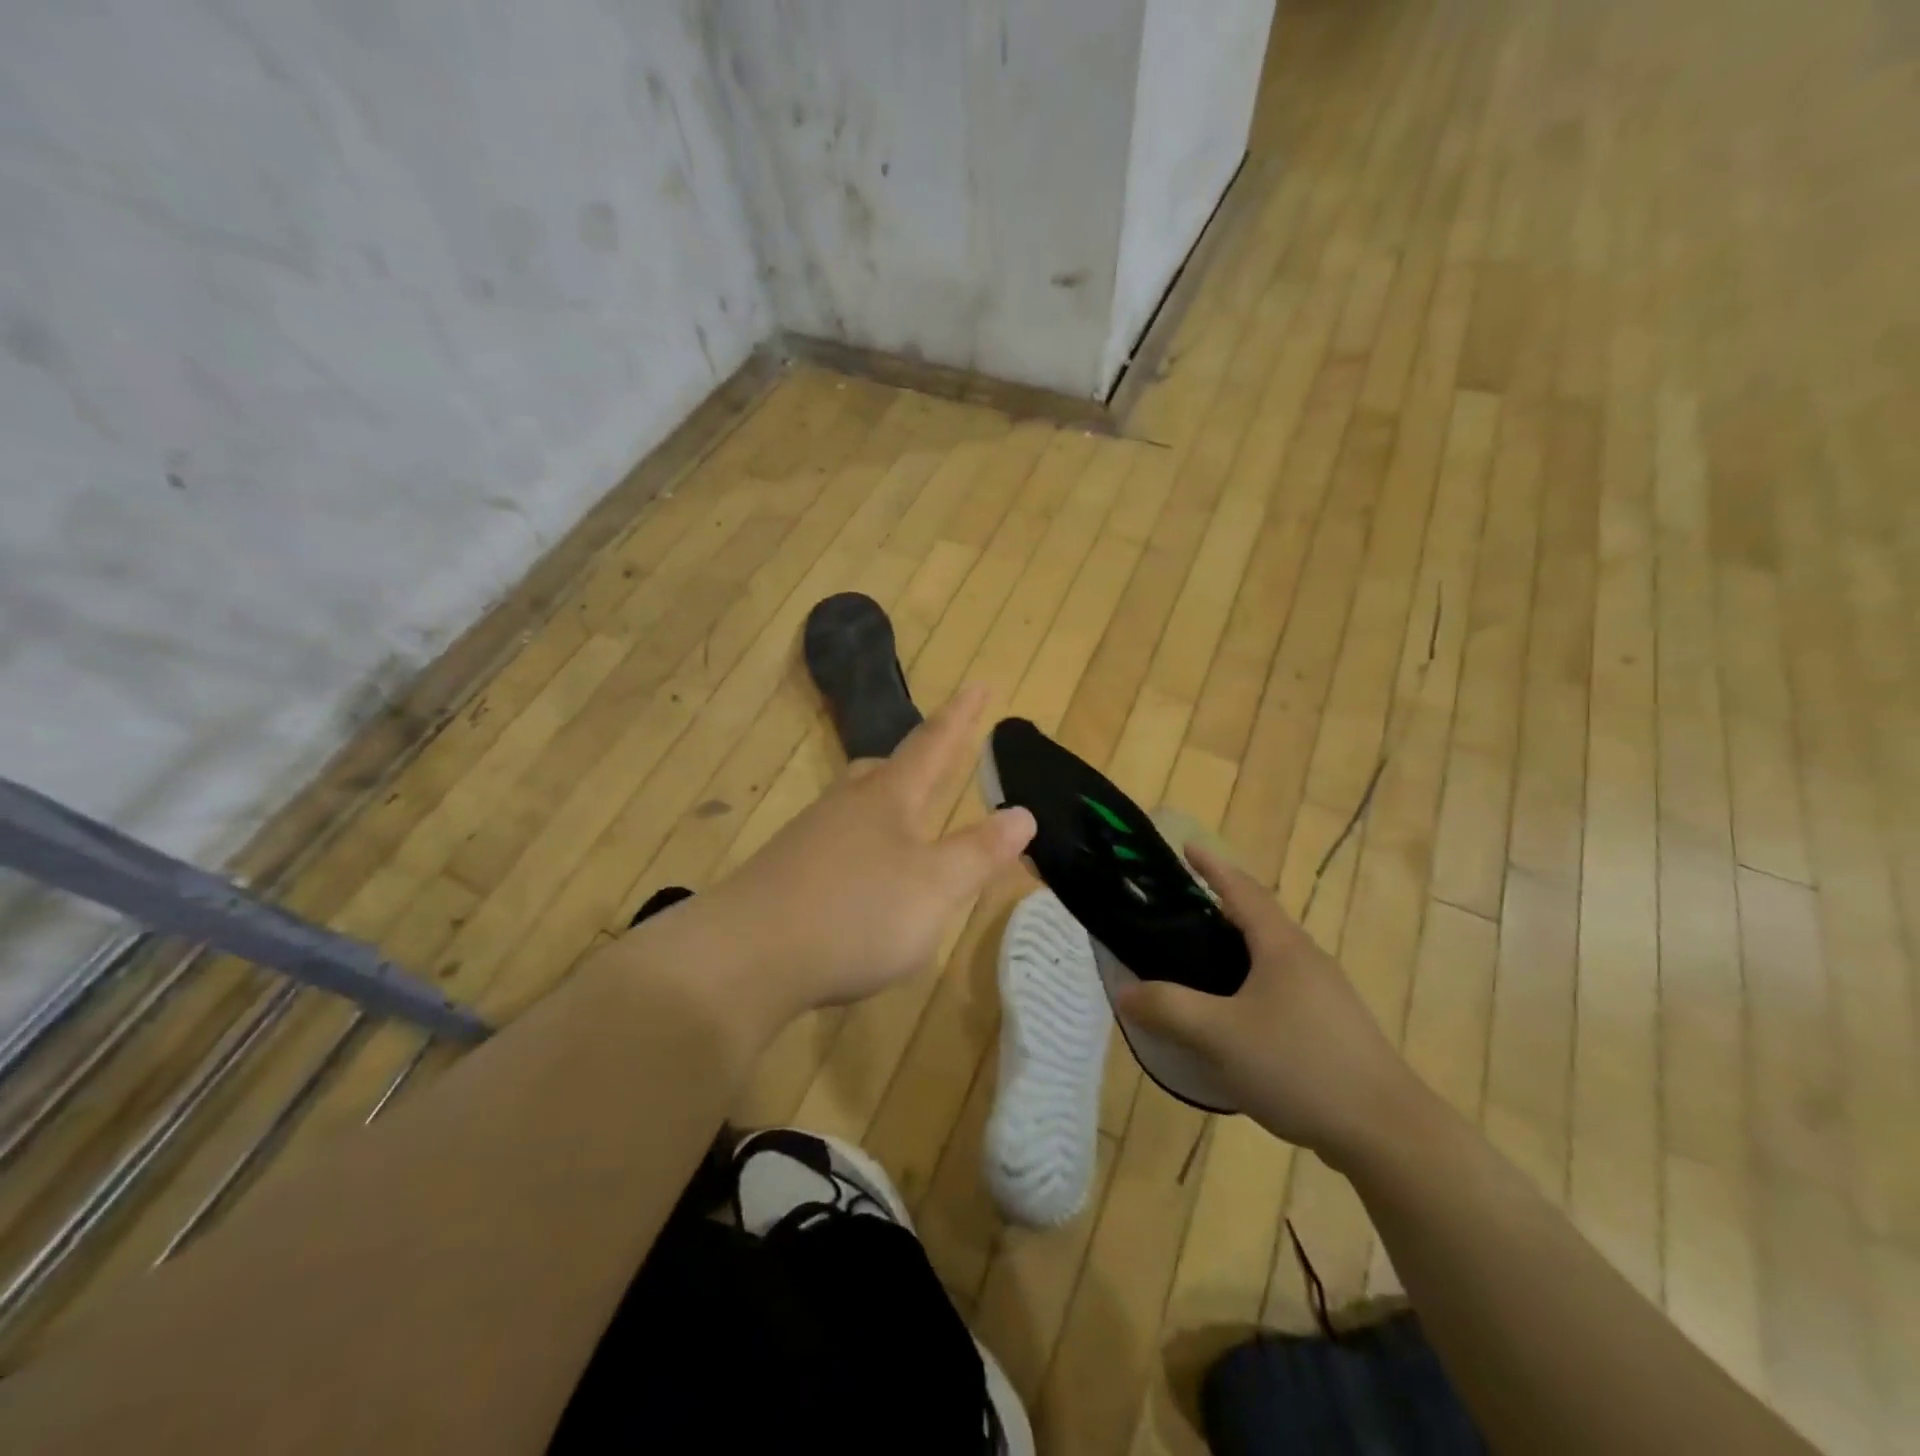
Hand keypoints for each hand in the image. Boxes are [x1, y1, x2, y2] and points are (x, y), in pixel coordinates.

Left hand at [682, 683, 1034, 1024]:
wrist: (745, 956)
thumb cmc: (856, 914)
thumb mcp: (935, 888)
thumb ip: (979, 852)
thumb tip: (1023, 813)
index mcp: (889, 798)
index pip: (934, 744)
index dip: (961, 716)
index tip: (979, 684)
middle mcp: (846, 806)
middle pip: (885, 769)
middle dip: (915, 761)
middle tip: (934, 759)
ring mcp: (809, 837)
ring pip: (856, 807)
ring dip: (885, 808)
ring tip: (904, 826)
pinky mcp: (785, 873)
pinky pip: (835, 845)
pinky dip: (860, 851)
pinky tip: (861, 884)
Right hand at [1114, 846, 1425, 1163]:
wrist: (1388, 1133)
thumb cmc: (1300, 1066)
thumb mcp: (1220, 1035)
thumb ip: (1167, 1008)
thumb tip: (1124, 992)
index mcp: (1282, 946)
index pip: (1241, 890)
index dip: (1212, 866)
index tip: (1186, 846)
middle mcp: (1306, 959)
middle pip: (1257, 920)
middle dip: (1218, 908)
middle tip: (1176, 912)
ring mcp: (1325, 995)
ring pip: (1269, 957)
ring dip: (1234, 950)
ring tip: (1196, 963)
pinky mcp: (1332, 1028)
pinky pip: (1280, 989)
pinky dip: (1249, 984)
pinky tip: (1233, 1017)